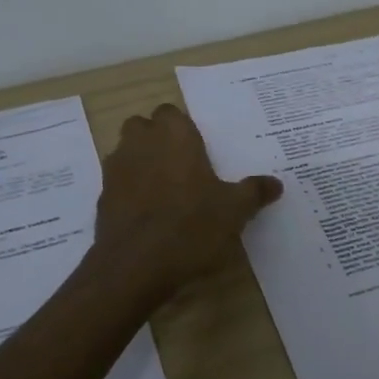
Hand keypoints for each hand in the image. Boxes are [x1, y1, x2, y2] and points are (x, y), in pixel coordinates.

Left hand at [93, 103, 282, 298]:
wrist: (136, 266)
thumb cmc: (191, 226)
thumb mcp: (234, 211)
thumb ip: (254, 192)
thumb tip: (275, 183)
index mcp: (174, 135)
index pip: (171, 112)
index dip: (183, 128)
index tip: (199, 150)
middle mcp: (141, 143)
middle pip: (143, 127)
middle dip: (157, 139)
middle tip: (182, 166)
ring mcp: (116, 170)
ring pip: (126, 153)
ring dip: (141, 163)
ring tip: (166, 192)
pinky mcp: (102, 198)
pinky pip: (118, 184)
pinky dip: (130, 192)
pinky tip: (149, 216)